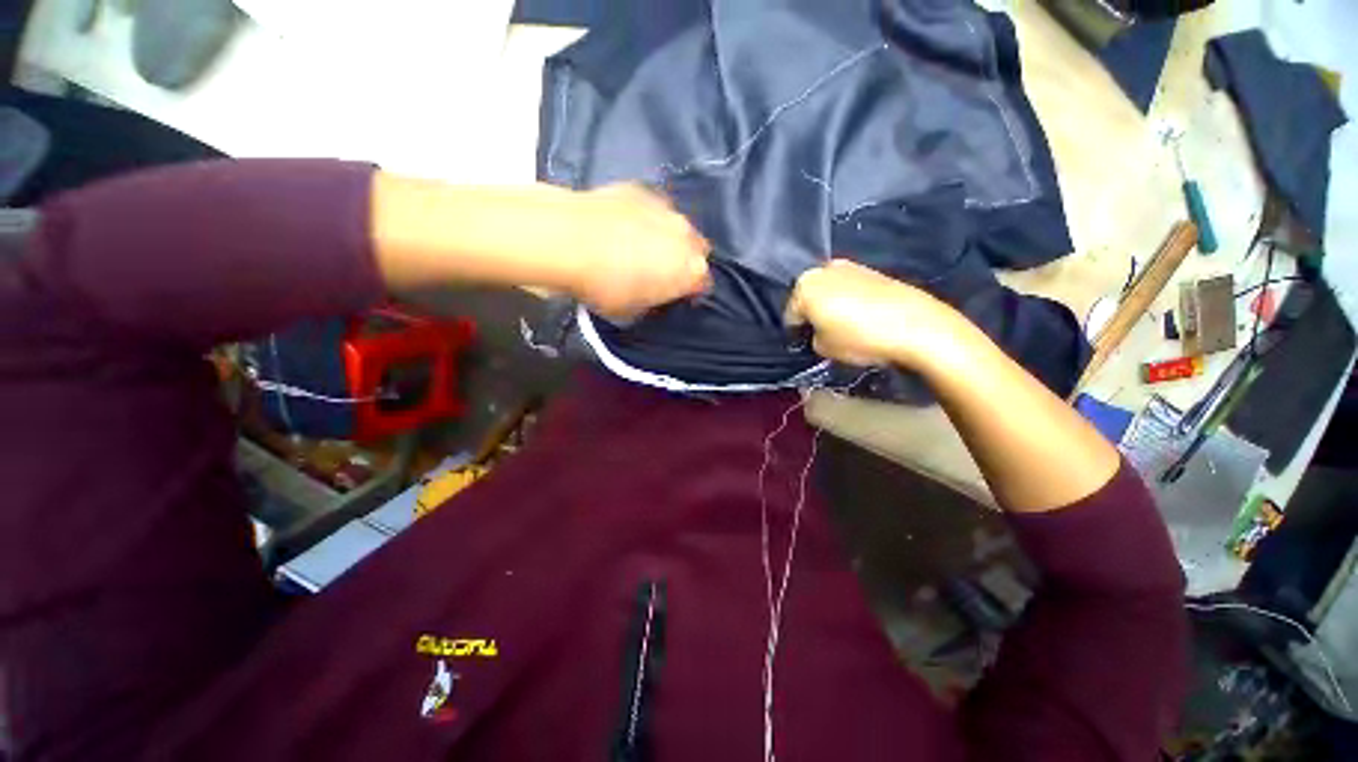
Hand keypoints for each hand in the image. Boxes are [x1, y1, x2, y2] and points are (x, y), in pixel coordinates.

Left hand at [558, 184, 710, 320]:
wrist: (569, 239)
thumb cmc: (605, 286)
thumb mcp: (633, 311)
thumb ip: (653, 303)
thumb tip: (653, 296)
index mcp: (690, 271)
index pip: (702, 284)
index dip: (690, 292)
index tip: (675, 296)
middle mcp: (687, 237)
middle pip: (697, 250)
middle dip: (685, 261)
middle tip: (662, 271)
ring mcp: (666, 209)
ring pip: (677, 226)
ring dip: (667, 238)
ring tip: (641, 246)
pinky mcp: (642, 190)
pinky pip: (653, 208)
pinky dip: (645, 218)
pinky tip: (624, 225)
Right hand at [785, 259, 964, 368]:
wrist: (915, 325)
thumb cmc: (859, 337)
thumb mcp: (823, 348)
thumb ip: (813, 337)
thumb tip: (819, 332)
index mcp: (804, 286)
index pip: (791, 314)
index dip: (797, 333)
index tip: (807, 344)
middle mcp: (824, 269)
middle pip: (809, 297)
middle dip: (813, 313)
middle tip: (825, 334)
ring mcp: (850, 266)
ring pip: (830, 290)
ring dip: (832, 305)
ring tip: (846, 326)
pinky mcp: (873, 270)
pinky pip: (850, 288)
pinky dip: (851, 300)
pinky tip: (864, 317)